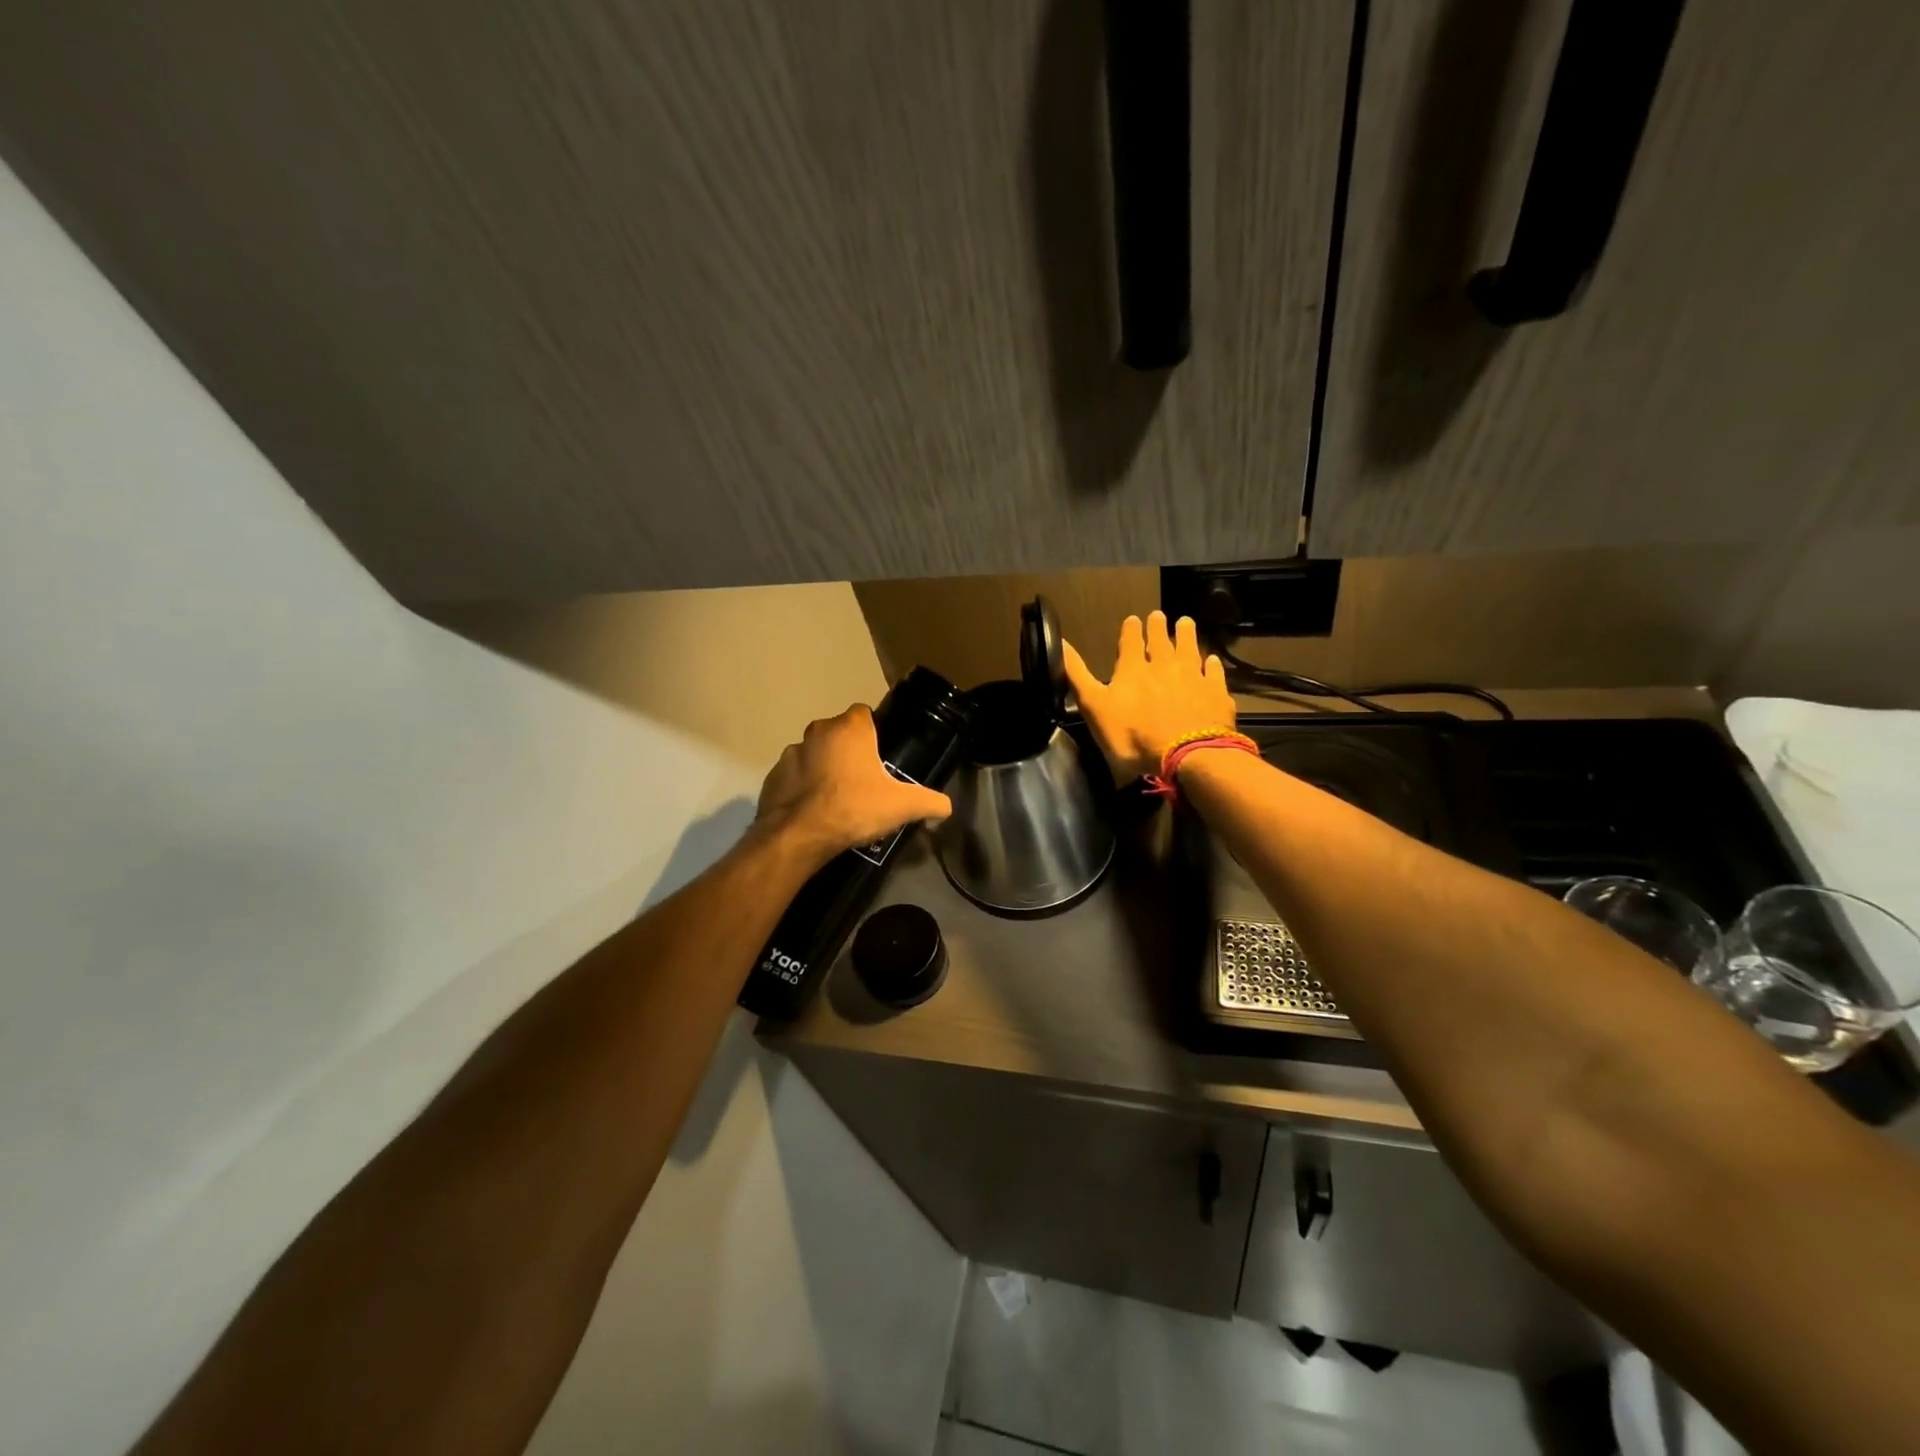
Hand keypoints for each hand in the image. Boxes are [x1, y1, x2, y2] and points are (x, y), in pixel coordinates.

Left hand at [755, 704, 952, 865]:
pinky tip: (814, 810)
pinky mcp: (774, 776)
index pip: (864, 714)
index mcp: (849, 729)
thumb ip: (930, 802)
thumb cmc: (853, 808)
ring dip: (824, 768)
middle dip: (849, 751)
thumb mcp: (902, 806)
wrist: (799, 836)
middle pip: (839, 733)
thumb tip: (946, 808)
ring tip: (838, 798)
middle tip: (864, 781)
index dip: (874, 732)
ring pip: (815, 754)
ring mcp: (791, 753)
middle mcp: (817, 731)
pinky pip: (795, 776)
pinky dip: (803, 787)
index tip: (881, 755)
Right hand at [1063, 611, 1234, 780]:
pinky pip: (1214, 673)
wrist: (1186, 755)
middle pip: (1161, 640)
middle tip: (1159, 615)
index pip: (1130, 641)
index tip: (1133, 619)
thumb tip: (1060, 642)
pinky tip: (1212, 661)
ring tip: (1185, 622)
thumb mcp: (1095, 707)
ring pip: (1190, 648)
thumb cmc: (1133, 735)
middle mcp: (1164, 665)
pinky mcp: (1216, 693)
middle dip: (1158, 627)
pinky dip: (1212, 665)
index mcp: (1132, 668)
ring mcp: (1193, 677)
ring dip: (1186, 635)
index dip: (1131, 629)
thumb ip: (1078, 675)